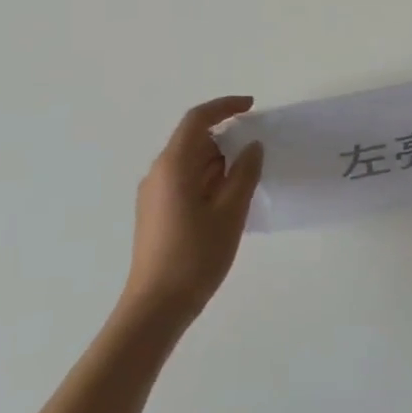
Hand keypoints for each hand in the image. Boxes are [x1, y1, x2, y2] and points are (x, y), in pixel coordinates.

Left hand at [124, 96, 264, 326]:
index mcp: (173, 165)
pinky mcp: (155, 212)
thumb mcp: (231, 212)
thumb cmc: (196, 255)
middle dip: (225, 138)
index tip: (252, 106)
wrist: (156, 306)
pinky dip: (208, 179)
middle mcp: (158, 173)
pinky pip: (184, 181)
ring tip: (247, 178)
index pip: (198, 120)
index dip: (225, 107)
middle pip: (193, 140)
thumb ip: (245, 174)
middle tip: (257, 150)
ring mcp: (153, 194)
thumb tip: (252, 147)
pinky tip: (227, 200)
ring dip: (218, 162)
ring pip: (190, 163)